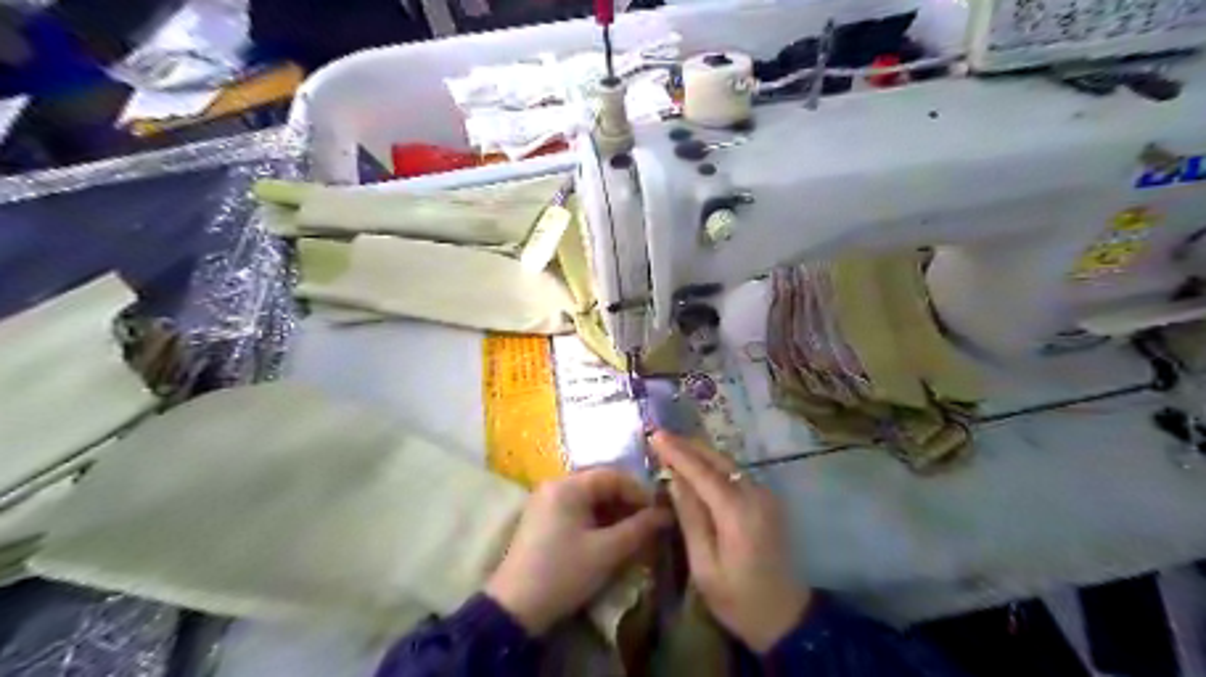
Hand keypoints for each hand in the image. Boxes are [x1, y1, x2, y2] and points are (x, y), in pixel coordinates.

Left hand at [485, 466, 668, 633]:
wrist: (514, 609)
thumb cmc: (563, 573)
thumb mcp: (606, 552)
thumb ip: (639, 529)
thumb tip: (666, 515)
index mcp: (568, 486)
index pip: (613, 476)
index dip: (640, 491)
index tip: (660, 511)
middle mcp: (555, 486)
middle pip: (601, 485)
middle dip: (628, 502)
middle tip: (650, 522)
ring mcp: (546, 502)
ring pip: (590, 499)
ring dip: (614, 512)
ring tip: (635, 532)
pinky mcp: (543, 520)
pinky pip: (578, 510)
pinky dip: (598, 520)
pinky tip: (612, 537)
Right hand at [651, 431, 807, 652]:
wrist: (788, 620)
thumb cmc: (739, 601)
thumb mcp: (704, 567)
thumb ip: (690, 519)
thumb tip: (674, 481)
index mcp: (738, 513)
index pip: (703, 473)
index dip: (678, 453)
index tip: (655, 436)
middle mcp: (756, 496)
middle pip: (718, 460)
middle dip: (688, 445)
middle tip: (660, 436)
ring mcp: (766, 497)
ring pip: (728, 463)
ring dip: (700, 452)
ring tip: (673, 446)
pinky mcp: (768, 502)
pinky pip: (736, 473)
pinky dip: (714, 464)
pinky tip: (698, 465)